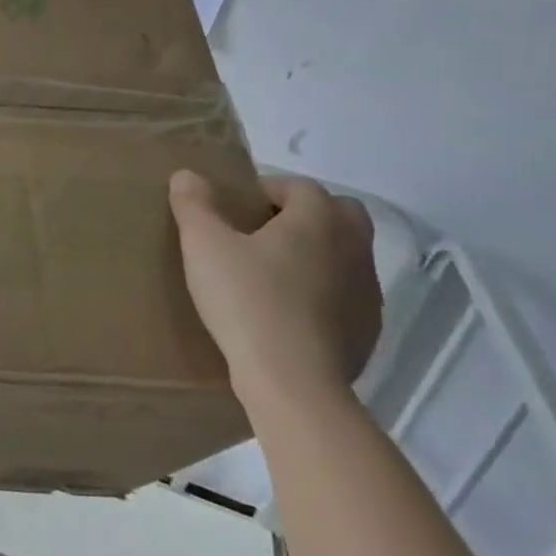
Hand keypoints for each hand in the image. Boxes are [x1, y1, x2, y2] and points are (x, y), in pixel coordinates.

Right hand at [169, 171, 381, 409]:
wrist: (293, 380)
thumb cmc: (247, 300)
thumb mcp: (203, 245)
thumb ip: (194, 205)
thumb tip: (187, 175)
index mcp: (318, 219)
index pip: (299, 186)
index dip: (267, 190)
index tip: (235, 209)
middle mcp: (353, 246)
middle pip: (340, 213)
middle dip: (304, 215)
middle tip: (261, 233)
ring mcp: (368, 290)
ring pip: (346, 254)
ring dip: (316, 253)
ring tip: (271, 274)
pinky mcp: (368, 328)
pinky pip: (346, 294)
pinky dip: (323, 292)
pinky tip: (288, 312)